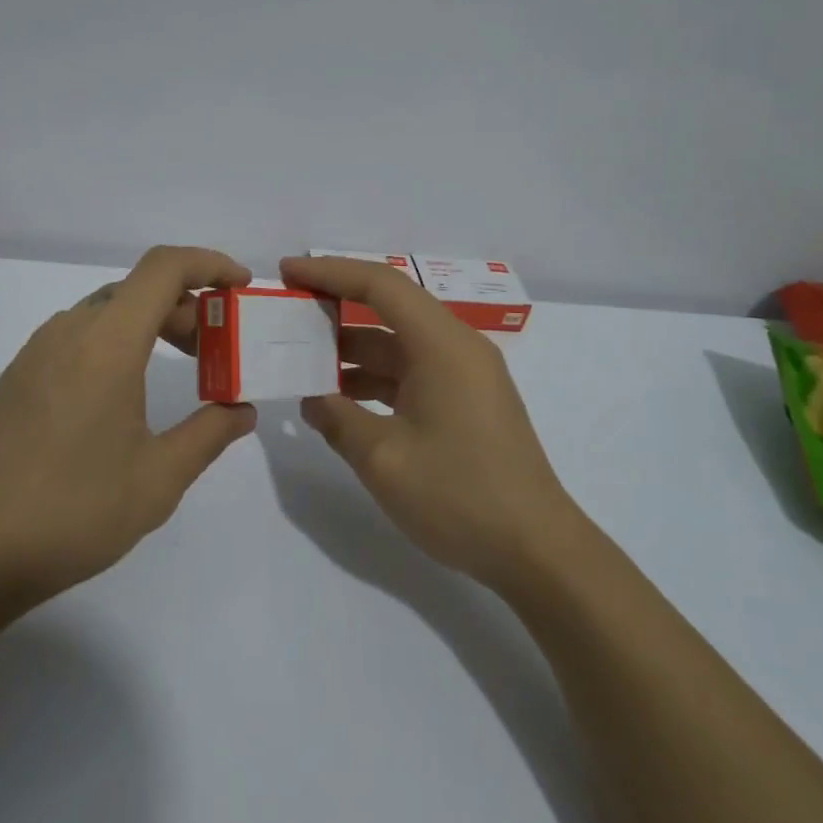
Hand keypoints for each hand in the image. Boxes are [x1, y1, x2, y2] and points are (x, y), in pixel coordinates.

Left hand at [0, 246, 257, 610]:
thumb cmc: (70, 512)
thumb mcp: (157, 480)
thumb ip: (209, 435)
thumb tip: (241, 410)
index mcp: (107, 343)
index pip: (164, 268)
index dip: (209, 264)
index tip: (241, 288)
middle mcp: (69, 332)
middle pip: (138, 290)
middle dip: (187, 307)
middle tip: (217, 351)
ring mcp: (36, 353)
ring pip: (107, 312)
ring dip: (151, 324)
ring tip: (178, 370)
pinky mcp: (17, 378)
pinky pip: (79, 336)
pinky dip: (117, 342)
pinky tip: (125, 394)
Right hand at [281, 255, 581, 593]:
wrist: (536, 550)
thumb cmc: (459, 496)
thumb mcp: (384, 459)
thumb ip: (338, 420)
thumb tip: (311, 399)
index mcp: (442, 345)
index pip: (380, 285)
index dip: (329, 271)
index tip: (286, 271)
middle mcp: (456, 348)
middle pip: (389, 309)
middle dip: (335, 308)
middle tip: (287, 314)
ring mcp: (464, 376)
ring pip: (397, 345)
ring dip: (352, 351)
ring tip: (300, 361)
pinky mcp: (465, 402)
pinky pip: (411, 373)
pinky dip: (374, 379)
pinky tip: (339, 401)